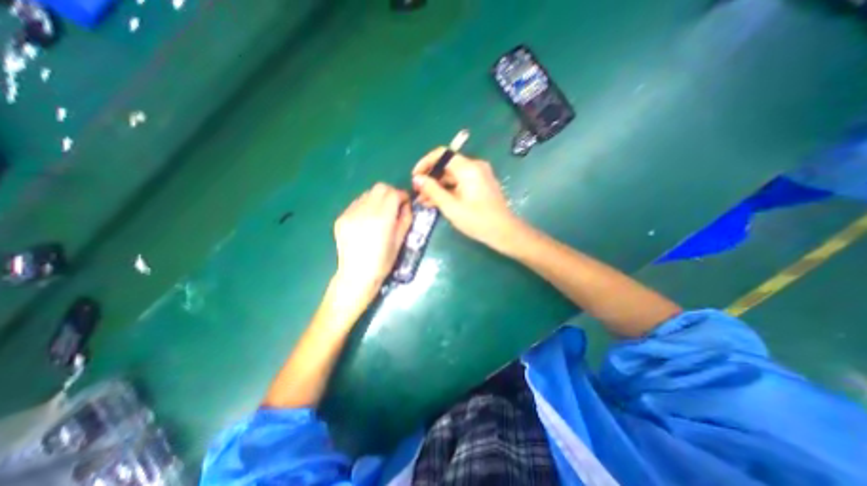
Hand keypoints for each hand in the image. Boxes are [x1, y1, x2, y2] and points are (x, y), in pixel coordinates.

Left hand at [332, 182, 409, 299]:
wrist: (356, 275)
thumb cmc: (383, 262)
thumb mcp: (400, 241)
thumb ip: (405, 219)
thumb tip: (405, 205)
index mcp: (382, 218)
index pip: (393, 193)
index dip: (402, 196)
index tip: (405, 203)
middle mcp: (365, 211)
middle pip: (380, 188)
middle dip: (390, 193)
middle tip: (394, 206)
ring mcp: (350, 213)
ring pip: (367, 194)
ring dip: (377, 199)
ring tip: (380, 214)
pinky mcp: (341, 218)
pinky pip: (356, 204)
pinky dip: (365, 207)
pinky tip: (366, 221)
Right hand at [413, 147, 520, 250]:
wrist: (504, 232)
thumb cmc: (477, 220)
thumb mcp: (451, 207)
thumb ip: (432, 191)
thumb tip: (417, 179)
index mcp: (468, 168)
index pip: (442, 154)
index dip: (425, 163)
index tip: (415, 177)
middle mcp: (475, 167)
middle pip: (447, 166)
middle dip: (431, 178)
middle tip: (418, 193)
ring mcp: (479, 175)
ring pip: (452, 176)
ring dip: (438, 187)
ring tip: (424, 201)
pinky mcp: (480, 184)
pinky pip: (460, 183)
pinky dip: (448, 190)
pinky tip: (437, 202)